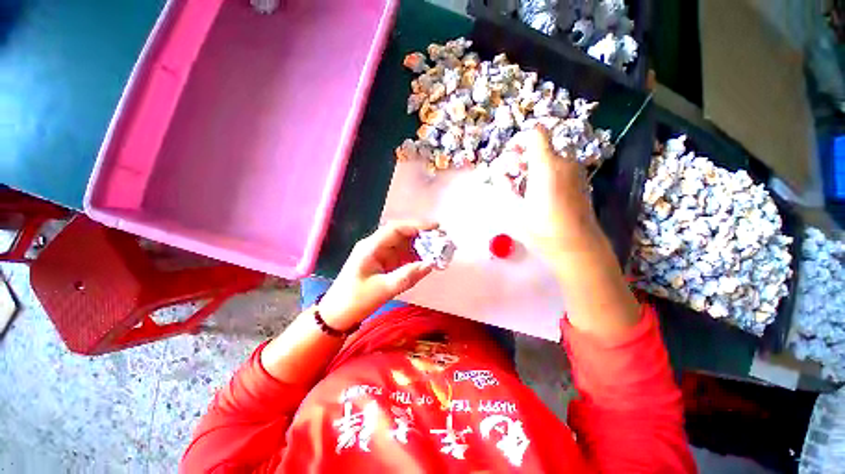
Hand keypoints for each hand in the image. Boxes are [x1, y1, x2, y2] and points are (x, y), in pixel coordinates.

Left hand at [317, 221, 437, 329]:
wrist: (337, 315)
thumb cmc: (355, 301)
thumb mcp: (382, 290)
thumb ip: (406, 276)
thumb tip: (429, 265)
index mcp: (371, 247)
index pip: (396, 229)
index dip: (416, 225)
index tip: (436, 227)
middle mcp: (376, 246)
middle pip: (402, 234)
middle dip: (423, 235)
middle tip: (442, 240)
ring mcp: (380, 254)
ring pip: (404, 245)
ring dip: (421, 247)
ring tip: (439, 251)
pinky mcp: (384, 264)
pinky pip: (403, 256)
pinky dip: (416, 258)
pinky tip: (427, 261)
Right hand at [507, 127, 600, 258]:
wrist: (577, 245)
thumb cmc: (541, 229)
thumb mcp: (513, 209)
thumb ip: (503, 185)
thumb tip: (500, 172)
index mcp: (546, 166)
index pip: (535, 133)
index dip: (519, 140)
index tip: (510, 158)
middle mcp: (564, 162)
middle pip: (541, 145)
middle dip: (522, 158)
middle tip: (512, 178)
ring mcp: (575, 171)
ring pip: (549, 158)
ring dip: (532, 167)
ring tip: (524, 190)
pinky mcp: (580, 181)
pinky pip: (558, 168)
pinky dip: (545, 174)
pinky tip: (539, 194)